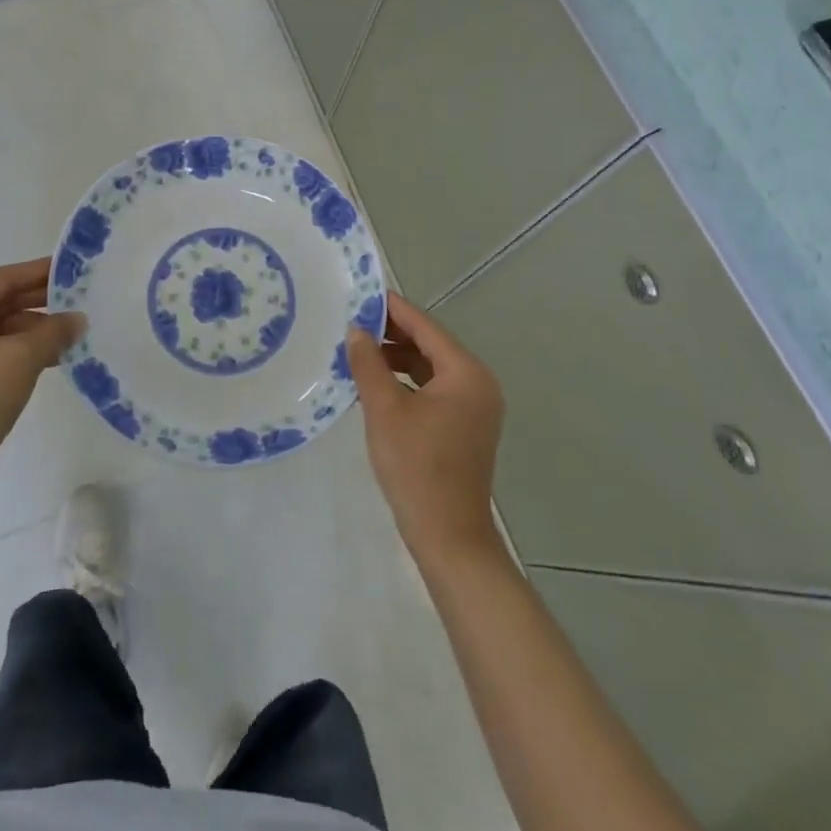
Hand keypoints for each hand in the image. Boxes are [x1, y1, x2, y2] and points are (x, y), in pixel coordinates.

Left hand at [0, 258, 83, 479]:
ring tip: (71, 330)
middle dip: (38, 303)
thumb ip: (54, 331)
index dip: (38, 273)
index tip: (70, 267)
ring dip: (31, 329)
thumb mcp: (21, 359)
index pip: (0, 280)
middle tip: (77, 296)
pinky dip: (17, 348)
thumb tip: (78, 319)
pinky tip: (50, 354)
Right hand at [347, 292, 505, 562]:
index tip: (362, 294)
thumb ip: (369, 364)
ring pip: (431, 368)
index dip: (392, 309)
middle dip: (392, 334)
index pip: (425, 326)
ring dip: (397, 359)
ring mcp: (476, 407)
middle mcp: (478, 383)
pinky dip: (407, 382)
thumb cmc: (417, 468)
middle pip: (430, 345)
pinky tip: (377, 385)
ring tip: (358, 353)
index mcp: (466, 373)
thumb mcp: (384, 410)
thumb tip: (356, 330)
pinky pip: (434, 390)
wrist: (448, 536)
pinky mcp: (466, 427)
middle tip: (352, 322)